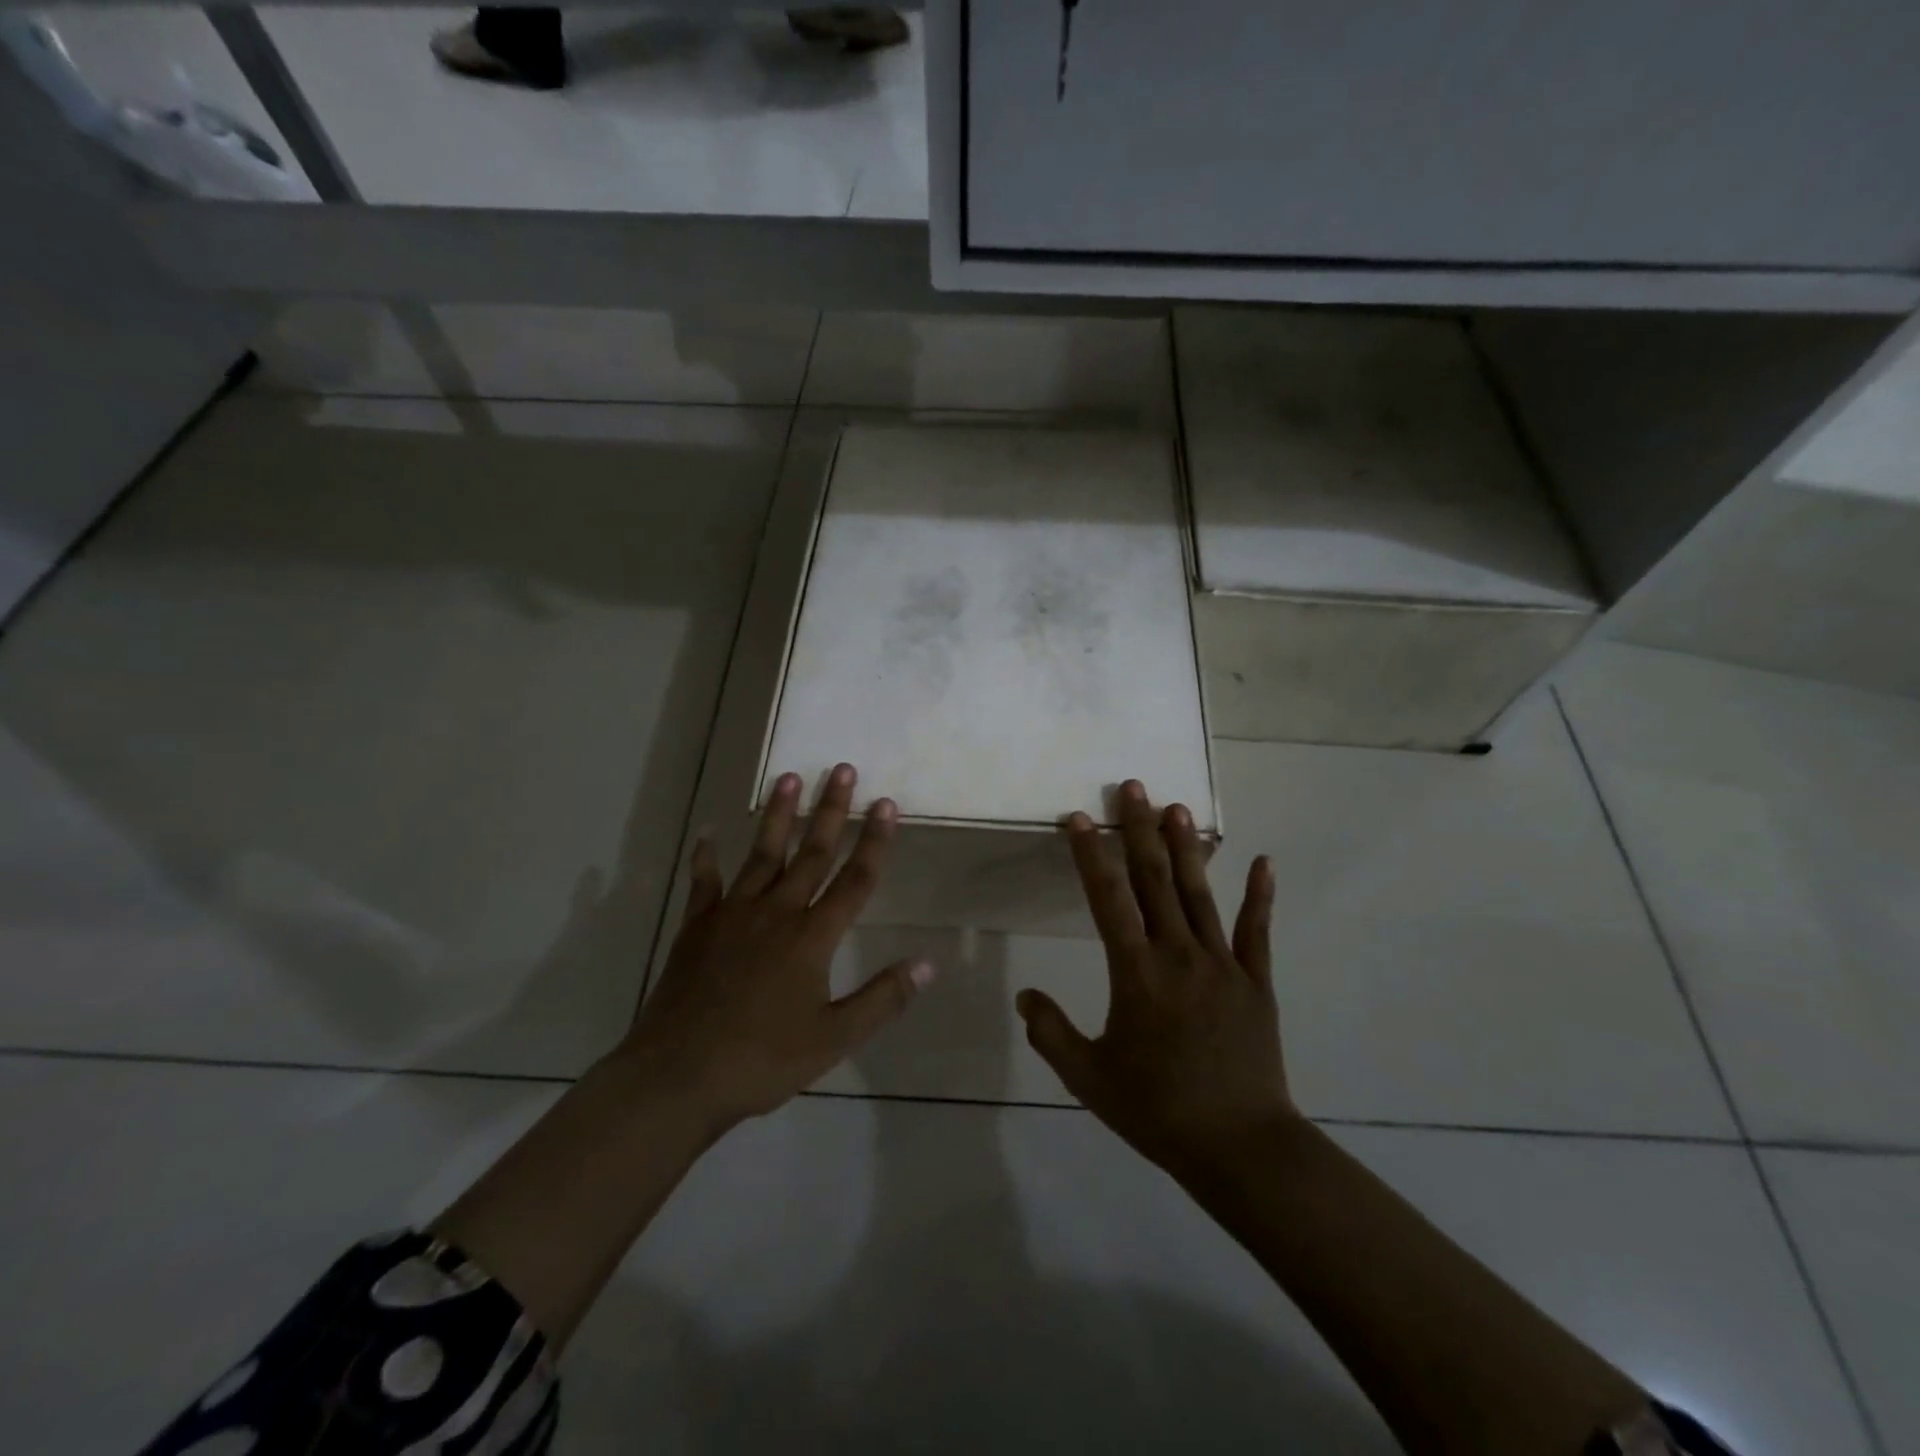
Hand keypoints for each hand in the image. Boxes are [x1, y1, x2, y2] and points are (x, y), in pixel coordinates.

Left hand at [619, 763, 934, 1132]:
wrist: (678, 1076)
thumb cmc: (762, 1059)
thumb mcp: (834, 1037)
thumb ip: (882, 998)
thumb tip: (928, 964)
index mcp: (812, 937)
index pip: (854, 880)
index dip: (874, 841)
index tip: (886, 803)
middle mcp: (776, 912)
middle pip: (811, 853)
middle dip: (831, 810)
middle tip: (841, 769)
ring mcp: (732, 915)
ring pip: (763, 855)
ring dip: (779, 816)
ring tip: (789, 778)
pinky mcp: (697, 927)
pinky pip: (705, 883)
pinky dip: (706, 858)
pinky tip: (707, 835)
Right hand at [1016, 779, 1296, 1181]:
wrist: (1240, 1146)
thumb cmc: (1157, 1110)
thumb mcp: (1088, 1078)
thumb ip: (1051, 1032)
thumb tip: (1023, 995)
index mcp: (1136, 973)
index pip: (1107, 899)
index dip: (1089, 855)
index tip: (1078, 818)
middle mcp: (1178, 955)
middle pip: (1154, 880)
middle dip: (1139, 830)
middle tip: (1133, 787)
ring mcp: (1222, 964)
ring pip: (1199, 894)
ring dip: (1186, 848)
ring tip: (1177, 808)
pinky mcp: (1256, 982)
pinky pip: (1257, 931)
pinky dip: (1260, 894)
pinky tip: (1262, 860)